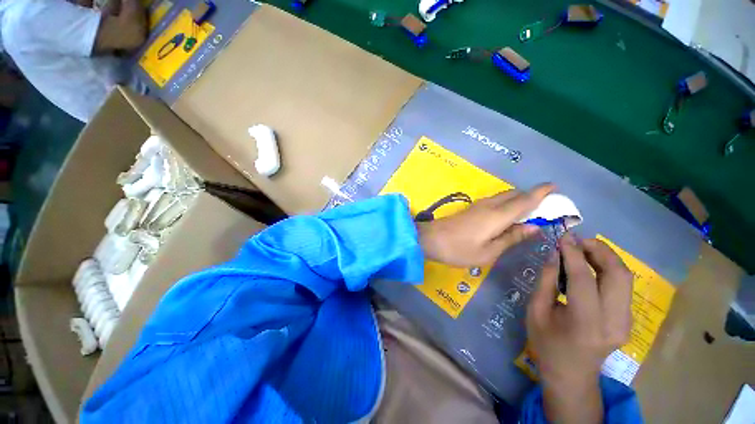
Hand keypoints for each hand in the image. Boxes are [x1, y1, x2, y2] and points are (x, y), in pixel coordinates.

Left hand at [417, 184, 553, 266]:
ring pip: (504, 196)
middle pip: (515, 194)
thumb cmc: (459, 249)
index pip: (525, 200)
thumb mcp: (488, 252)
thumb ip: (512, 238)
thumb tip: (534, 227)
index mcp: (497, 215)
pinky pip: (495, 201)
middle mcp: (489, 205)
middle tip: (545, 208)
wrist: (430, 239)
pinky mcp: (471, 209)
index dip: (541, 193)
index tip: (554, 187)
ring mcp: (478, 205)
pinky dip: (506, 204)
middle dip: (531, 197)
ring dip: (518, 200)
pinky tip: (507, 215)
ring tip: (529, 213)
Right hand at [526, 234, 633, 423]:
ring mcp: (626, 322)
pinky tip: (590, 266)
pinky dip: (608, 269)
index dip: (573, 254)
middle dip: (600, 250)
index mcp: (584, 323)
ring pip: (625, 278)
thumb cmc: (546, 343)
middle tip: (577, 240)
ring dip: (606, 258)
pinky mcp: (628, 320)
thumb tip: (554, 254)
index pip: (583, 279)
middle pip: (618, 275)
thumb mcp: (536, 311)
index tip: (564, 236)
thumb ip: (546, 281)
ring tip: (583, 249)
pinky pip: (622, 286)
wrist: (571, 374)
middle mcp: (614, 322)